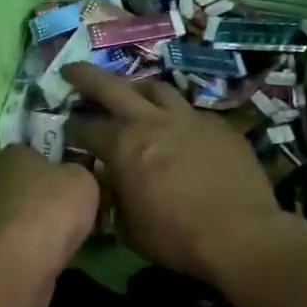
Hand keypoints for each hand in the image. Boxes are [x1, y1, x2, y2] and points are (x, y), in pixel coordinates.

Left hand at [0, 144, 99, 306]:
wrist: (25, 261)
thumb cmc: (53, 206)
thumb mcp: (83, 178)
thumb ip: (81, 171)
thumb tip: (76, 177)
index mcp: (12, 154)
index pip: (35, 148)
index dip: (60, 158)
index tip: (82, 170)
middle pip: (34, 182)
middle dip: (57, 192)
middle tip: (86, 202)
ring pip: (32, 211)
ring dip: (52, 220)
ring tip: (82, 229)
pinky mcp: (0, 245)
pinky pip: (30, 237)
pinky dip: (45, 242)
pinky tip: (67, 249)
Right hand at [64, 63, 297, 287]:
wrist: (240, 236)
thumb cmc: (175, 237)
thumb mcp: (127, 226)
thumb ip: (112, 197)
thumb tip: (106, 183)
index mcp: (122, 146)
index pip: (85, 129)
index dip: (70, 130)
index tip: (65, 132)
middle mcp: (152, 122)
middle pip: (112, 87)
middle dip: (87, 77)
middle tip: (72, 70)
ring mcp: (189, 119)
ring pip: (157, 89)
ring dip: (138, 89)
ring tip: (133, 94)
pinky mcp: (219, 126)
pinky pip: (191, 112)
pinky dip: (176, 117)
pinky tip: (178, 131)